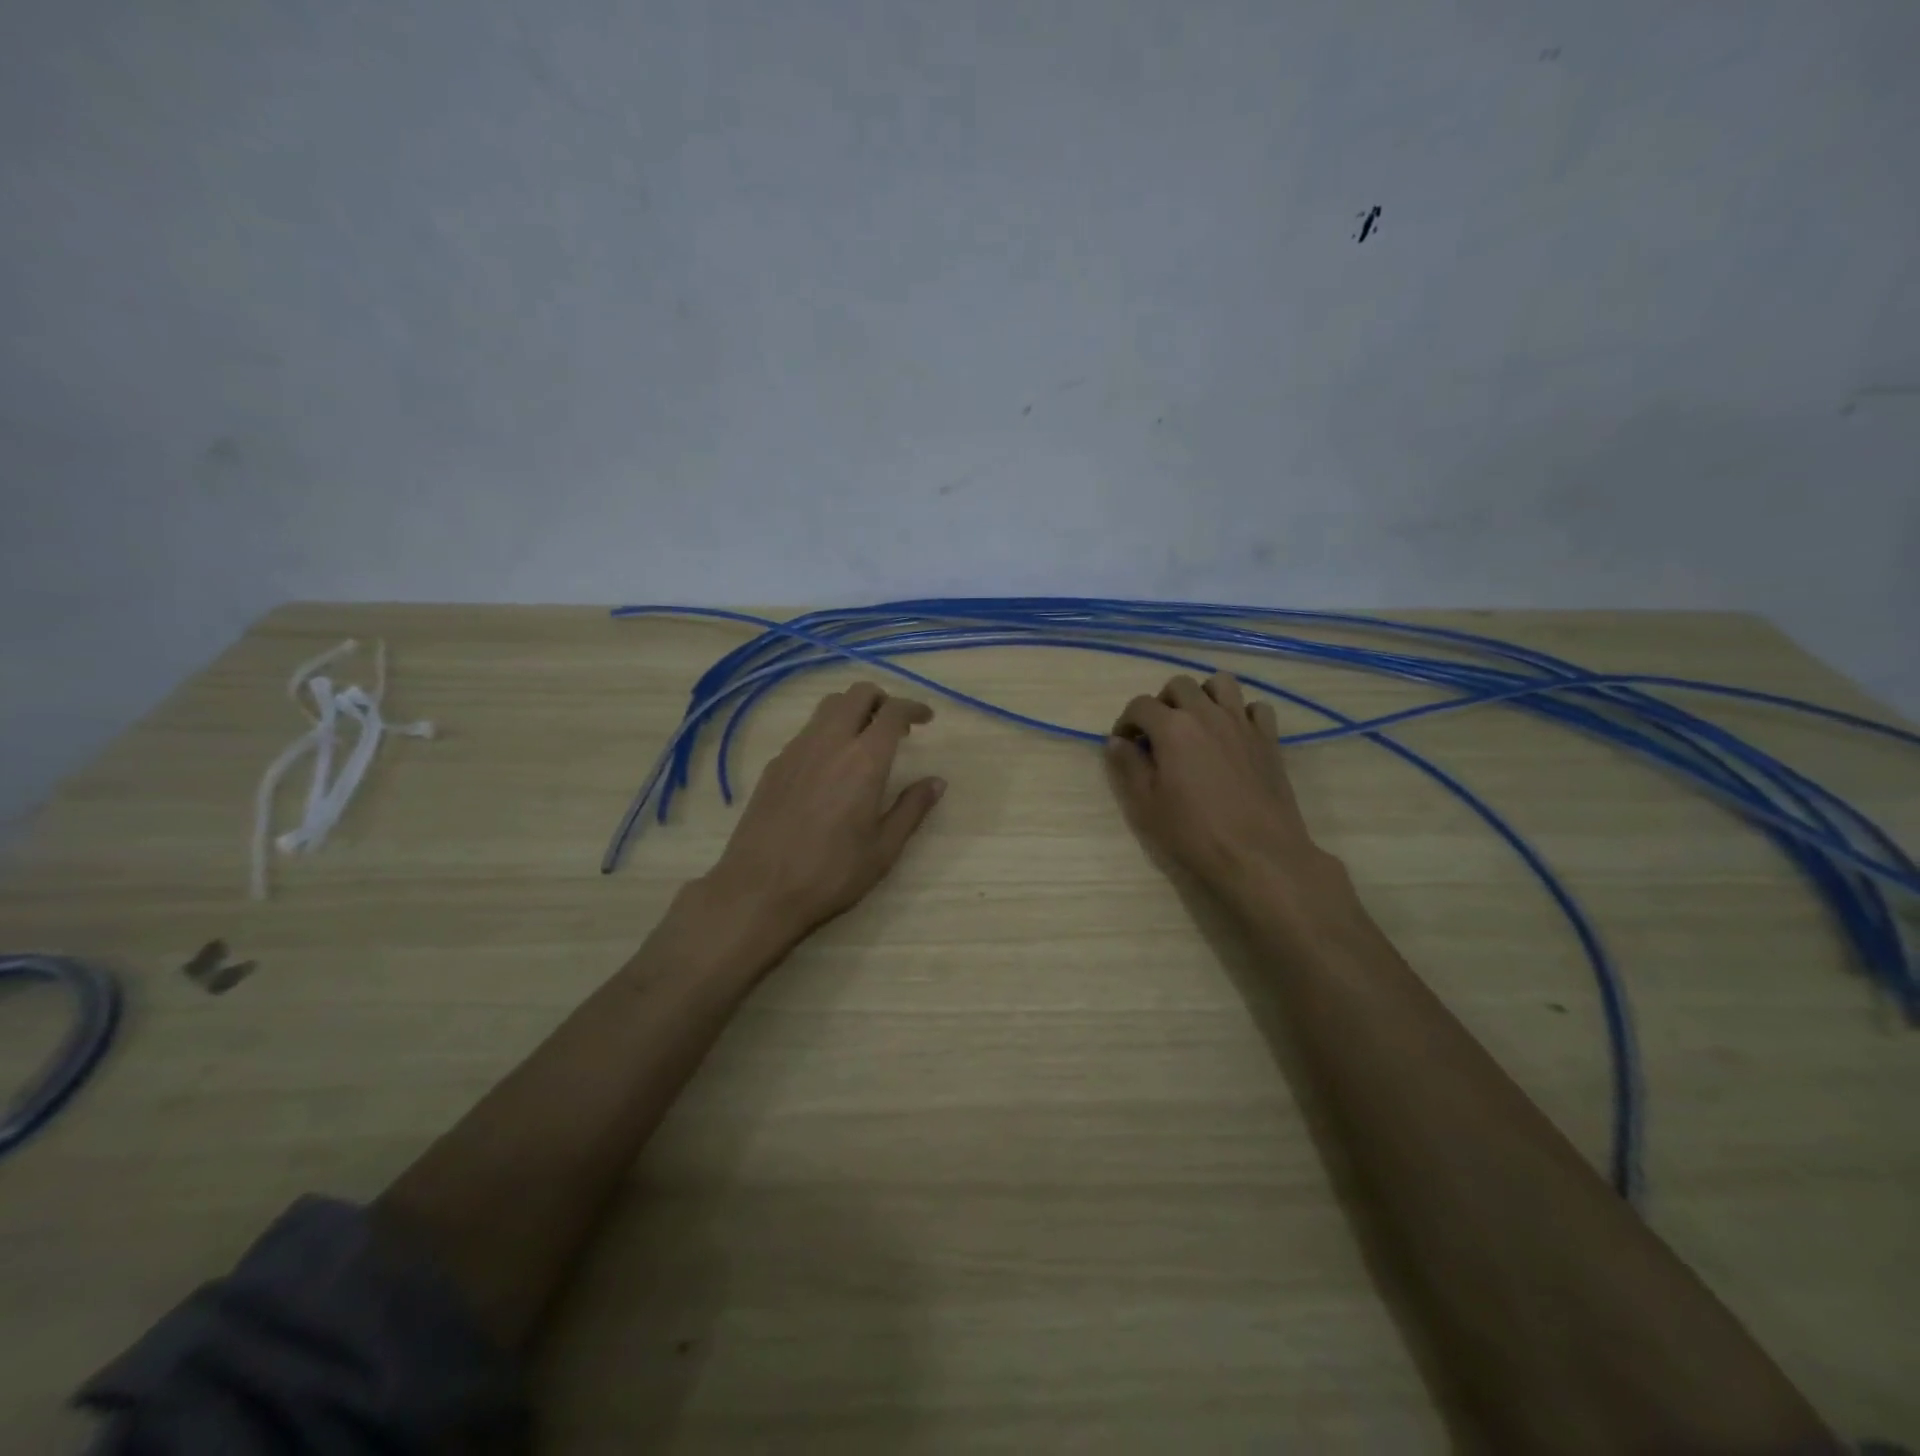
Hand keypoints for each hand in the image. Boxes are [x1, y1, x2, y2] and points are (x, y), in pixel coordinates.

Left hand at [703, 682, 945, 943]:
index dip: (913, 708)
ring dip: (852, 711)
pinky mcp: (774, 764)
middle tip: (895, 726)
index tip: (926, 718)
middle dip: (881, 699)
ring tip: (864, 742)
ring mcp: (796, 750)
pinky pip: (807, 731)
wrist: (759, 890)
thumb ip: (912, 808)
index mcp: (864, 760)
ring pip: (828, 707)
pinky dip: (828, 732)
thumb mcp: (884, 848)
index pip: (893, 712)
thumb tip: (936, 782)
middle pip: (857, 694)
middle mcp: (829, 742)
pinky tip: (830, 767)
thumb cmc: (831, 873)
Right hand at [1106, 673, 1336, 902]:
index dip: (1126, 721)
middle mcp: (1207, 714)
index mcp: (1172, 728)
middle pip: (1179, 685)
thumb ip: (1128, 766)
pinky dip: (1241, 713)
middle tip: (1158, 733)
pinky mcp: (1268, 739)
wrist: (1257, 854)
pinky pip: (1256, 708)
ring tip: (1196, 723)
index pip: (1140, 705)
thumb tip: (1117, 741)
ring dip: (1203, 695)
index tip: (1124, 743)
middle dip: (1162, 702)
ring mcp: (1242, 723)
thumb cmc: (1194, 832)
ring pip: (1221, 683)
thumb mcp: (1146, 804)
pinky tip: (1233, 736)